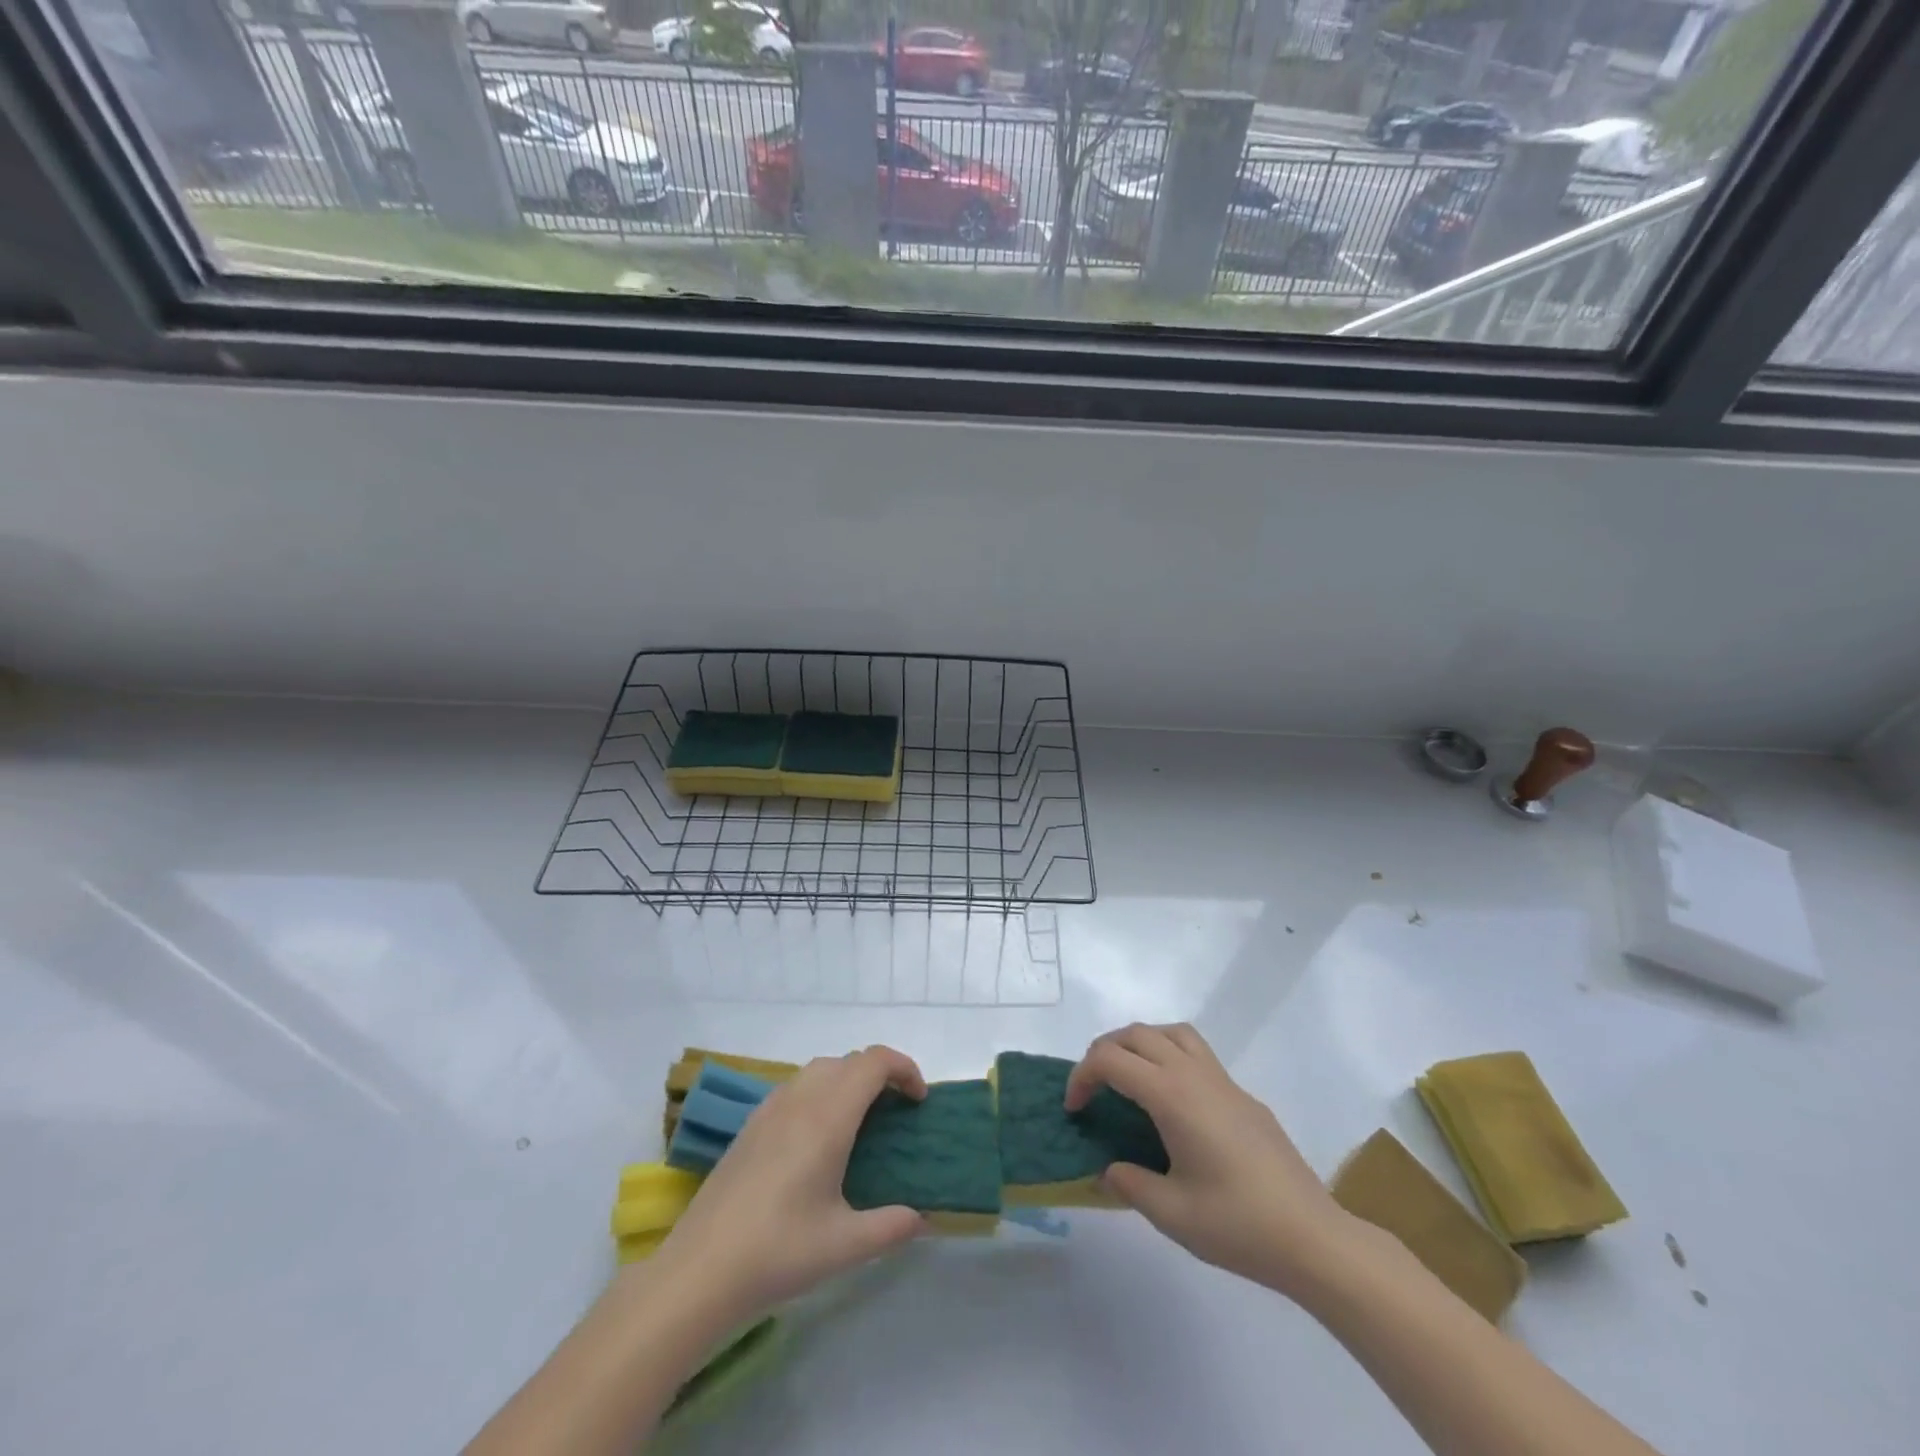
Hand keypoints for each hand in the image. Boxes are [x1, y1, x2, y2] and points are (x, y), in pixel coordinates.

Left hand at [651, 1047, 928, 1327]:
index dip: (904, 1069)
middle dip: (880, 1075)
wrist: (698, 1271)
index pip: (874, 1062)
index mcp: (828, 1117)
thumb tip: (923, 1217)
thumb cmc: (777, 1252)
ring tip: (861, 1123)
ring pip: (820, 1069)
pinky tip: (817, 1140)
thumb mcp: (844, 1247)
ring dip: (848, 1080)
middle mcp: (800, 1100)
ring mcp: (770, 1109)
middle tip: (896, 1113)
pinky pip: (796, 1087)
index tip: (919, 1101)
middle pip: (849, 1060)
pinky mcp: (750, 1125)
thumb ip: (891, 1227)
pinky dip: (821, 1093)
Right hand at [1065, 1023, 1358, 1300]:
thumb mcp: (1171, 1214)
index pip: (1111, 1060)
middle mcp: (1195, 1074)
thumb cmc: (1238, 1224)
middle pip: (1138, 1034)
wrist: (1312, 1237)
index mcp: (1172, 1095)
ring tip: (1128, 1078)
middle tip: (1092, 1089)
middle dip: (1104, 1051)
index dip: (1082, 1076)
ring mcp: (1223, 1081)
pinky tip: (1173, 1105)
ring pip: (1171, 1032)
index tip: (1074, 1110)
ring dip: (1140, 1043)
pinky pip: (1196, 1053)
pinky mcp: (1243, 1096)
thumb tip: (1108, 1169)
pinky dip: (1169, 1058)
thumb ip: (1129, 1184)